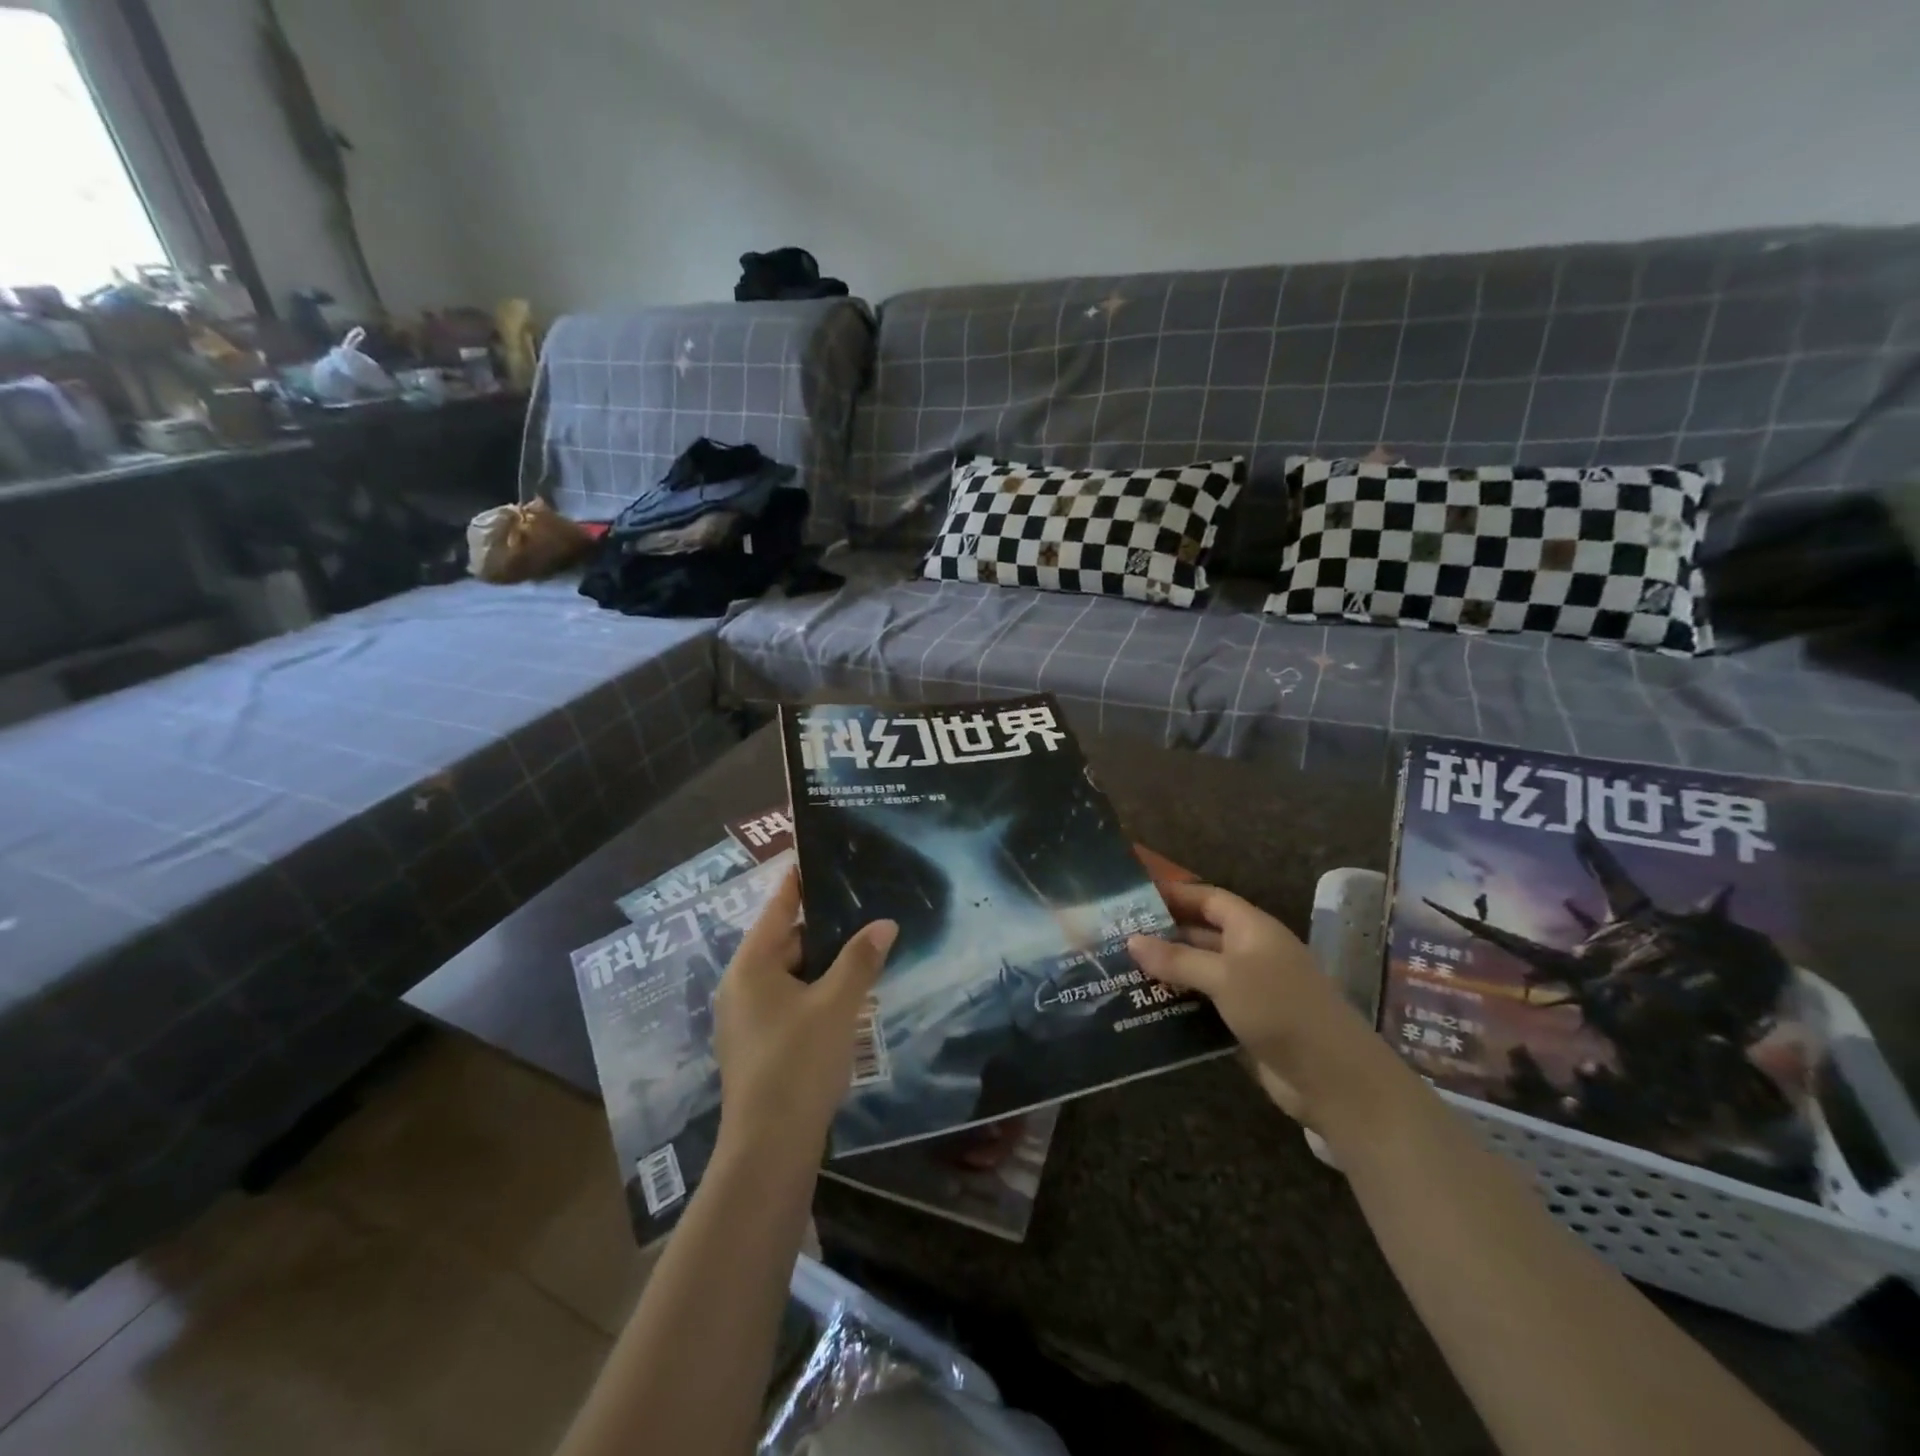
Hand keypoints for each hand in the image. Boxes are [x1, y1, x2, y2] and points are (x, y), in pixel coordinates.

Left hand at [713, 869, 897, 1158]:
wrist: (769, 1149)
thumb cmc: (798, 1063)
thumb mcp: (836, 1005)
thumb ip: (860, 959)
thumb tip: (884, 923)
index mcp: (751, 966)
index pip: (777, 909)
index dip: (798, 882)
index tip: (818, 856)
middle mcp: (741, 986)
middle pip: (785, 942)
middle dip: (824, 929)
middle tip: (864, 910)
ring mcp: (747, 1018)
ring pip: (791, 975)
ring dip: (824, 965)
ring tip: (865, 949)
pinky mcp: (759, 1045)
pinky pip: (790, 1002)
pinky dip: (816, 992)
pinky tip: (849, 997)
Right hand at [1128, 880, 1413, 1135]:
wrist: (1334, 1079)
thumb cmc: (1280, 1009)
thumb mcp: (1225, 977)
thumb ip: (1177, 959)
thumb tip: (1131, 940)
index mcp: (1252, 929)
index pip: (1208, 899)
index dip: (1174, 894)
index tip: (1134, 895)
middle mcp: (1250, 953)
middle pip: (1200, 935)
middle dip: (1162, 936)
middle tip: (1115, 938)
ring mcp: (1249, 990)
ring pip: (1199, 973)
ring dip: (1166, 973)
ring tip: (1120, 972)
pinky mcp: (1245, 1023)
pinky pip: (1204, 1006)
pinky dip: (1178, 1005)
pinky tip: (1145, 1008)